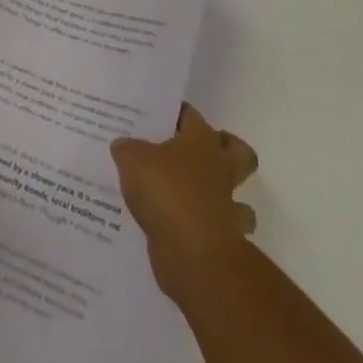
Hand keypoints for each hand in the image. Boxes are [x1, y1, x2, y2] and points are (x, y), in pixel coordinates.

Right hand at [111, 104, 258, 301]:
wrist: (192, 250)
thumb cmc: (165, 190)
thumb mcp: (132, 159)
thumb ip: (127, 149)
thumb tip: (123, 145)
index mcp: (201, 140)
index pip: (192, 116)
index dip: (178, 113)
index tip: (163, 116)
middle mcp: (220, 168)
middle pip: (240, 152)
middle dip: (227, 149)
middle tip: (199, 153)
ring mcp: (226, 206)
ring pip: (240, 197)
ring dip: (224, 198)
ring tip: (196, 198)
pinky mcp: (224, 239)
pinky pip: (221, 230)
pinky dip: (208, 231)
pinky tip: (187, 232)